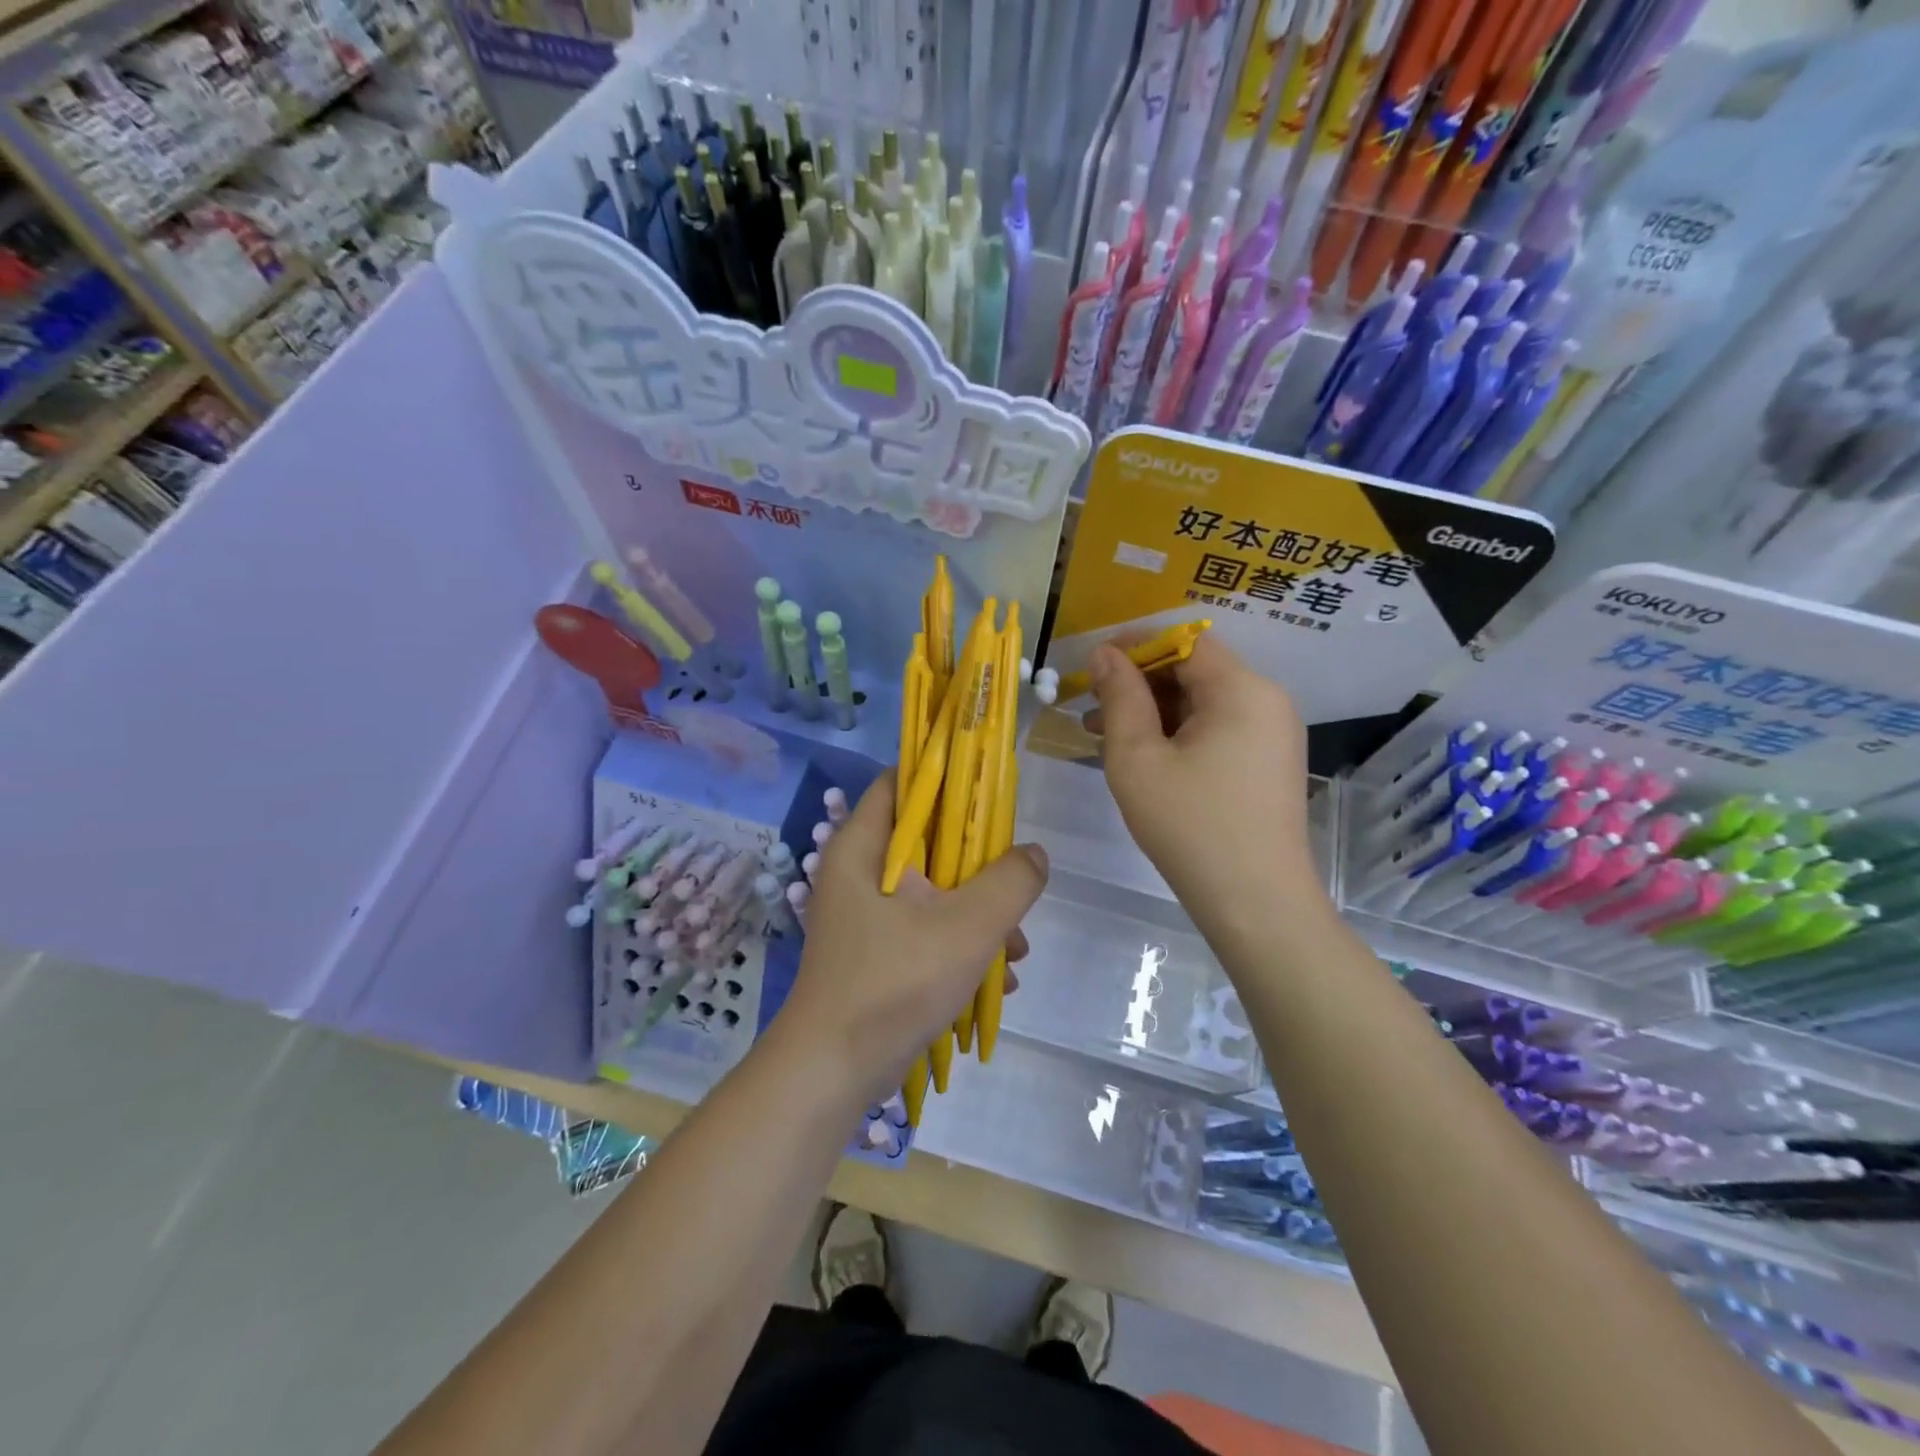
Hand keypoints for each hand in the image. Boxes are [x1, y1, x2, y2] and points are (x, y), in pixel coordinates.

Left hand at [775, 772, 1048, 1104]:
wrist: (832, 1074)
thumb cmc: (894, 984)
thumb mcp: (966, 928)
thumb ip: (1010, 882)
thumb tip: (1033, 854)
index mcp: (862, 848)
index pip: (901, 783)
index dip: (946, 776)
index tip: (991, 792)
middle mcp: (859, 874)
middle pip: (927, 842)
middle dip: (979, 865)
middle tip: (1015, 884)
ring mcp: (867, 917)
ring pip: (934, 892)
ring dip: (979, 913)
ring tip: (1016, 950)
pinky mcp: (876, 954)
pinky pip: (926, 931)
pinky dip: (960, 945)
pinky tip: (996, 979)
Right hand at [1088, 635, 1319, 915]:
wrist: (1256, 904)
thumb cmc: (1190, 827)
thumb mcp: (1138, 759)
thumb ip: (1120, 697)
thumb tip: (1105, 654)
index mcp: (1242, 690)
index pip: (1185, 641)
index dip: (1135, 645)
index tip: (1092, 665)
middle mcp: (1267, 701)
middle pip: (1196, 670)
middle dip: (1140, 681)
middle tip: (1091, 705)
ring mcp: (1273, 734)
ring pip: (1204, 702)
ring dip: (1154, 710)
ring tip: (1102, 734)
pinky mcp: (1268, 763)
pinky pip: (1218, 729)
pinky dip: (1178, 733)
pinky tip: (1141, 757)